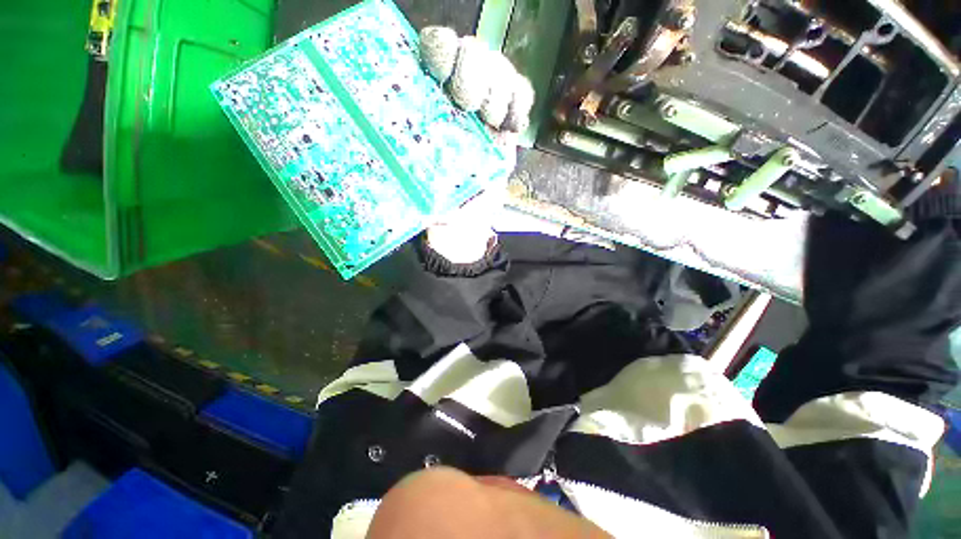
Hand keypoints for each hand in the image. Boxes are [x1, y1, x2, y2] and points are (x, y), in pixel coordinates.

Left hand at [419, 26, 533, 263]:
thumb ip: (422, 197)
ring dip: (500, 89)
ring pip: (497, 67)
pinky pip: (521, 93)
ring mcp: (485, 111)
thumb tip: (413, 192)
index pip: (433, 51)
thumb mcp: (429, 202)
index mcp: (429, 108)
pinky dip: (520, 101)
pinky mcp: (507, 125)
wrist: (472, 219)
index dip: (441, 51)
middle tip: (471, 106)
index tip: (441, 76)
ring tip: (494, 121)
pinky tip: (513, 125)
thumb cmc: (446, 208)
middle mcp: (455, 101)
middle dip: (474, 71)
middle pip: (470, 51)